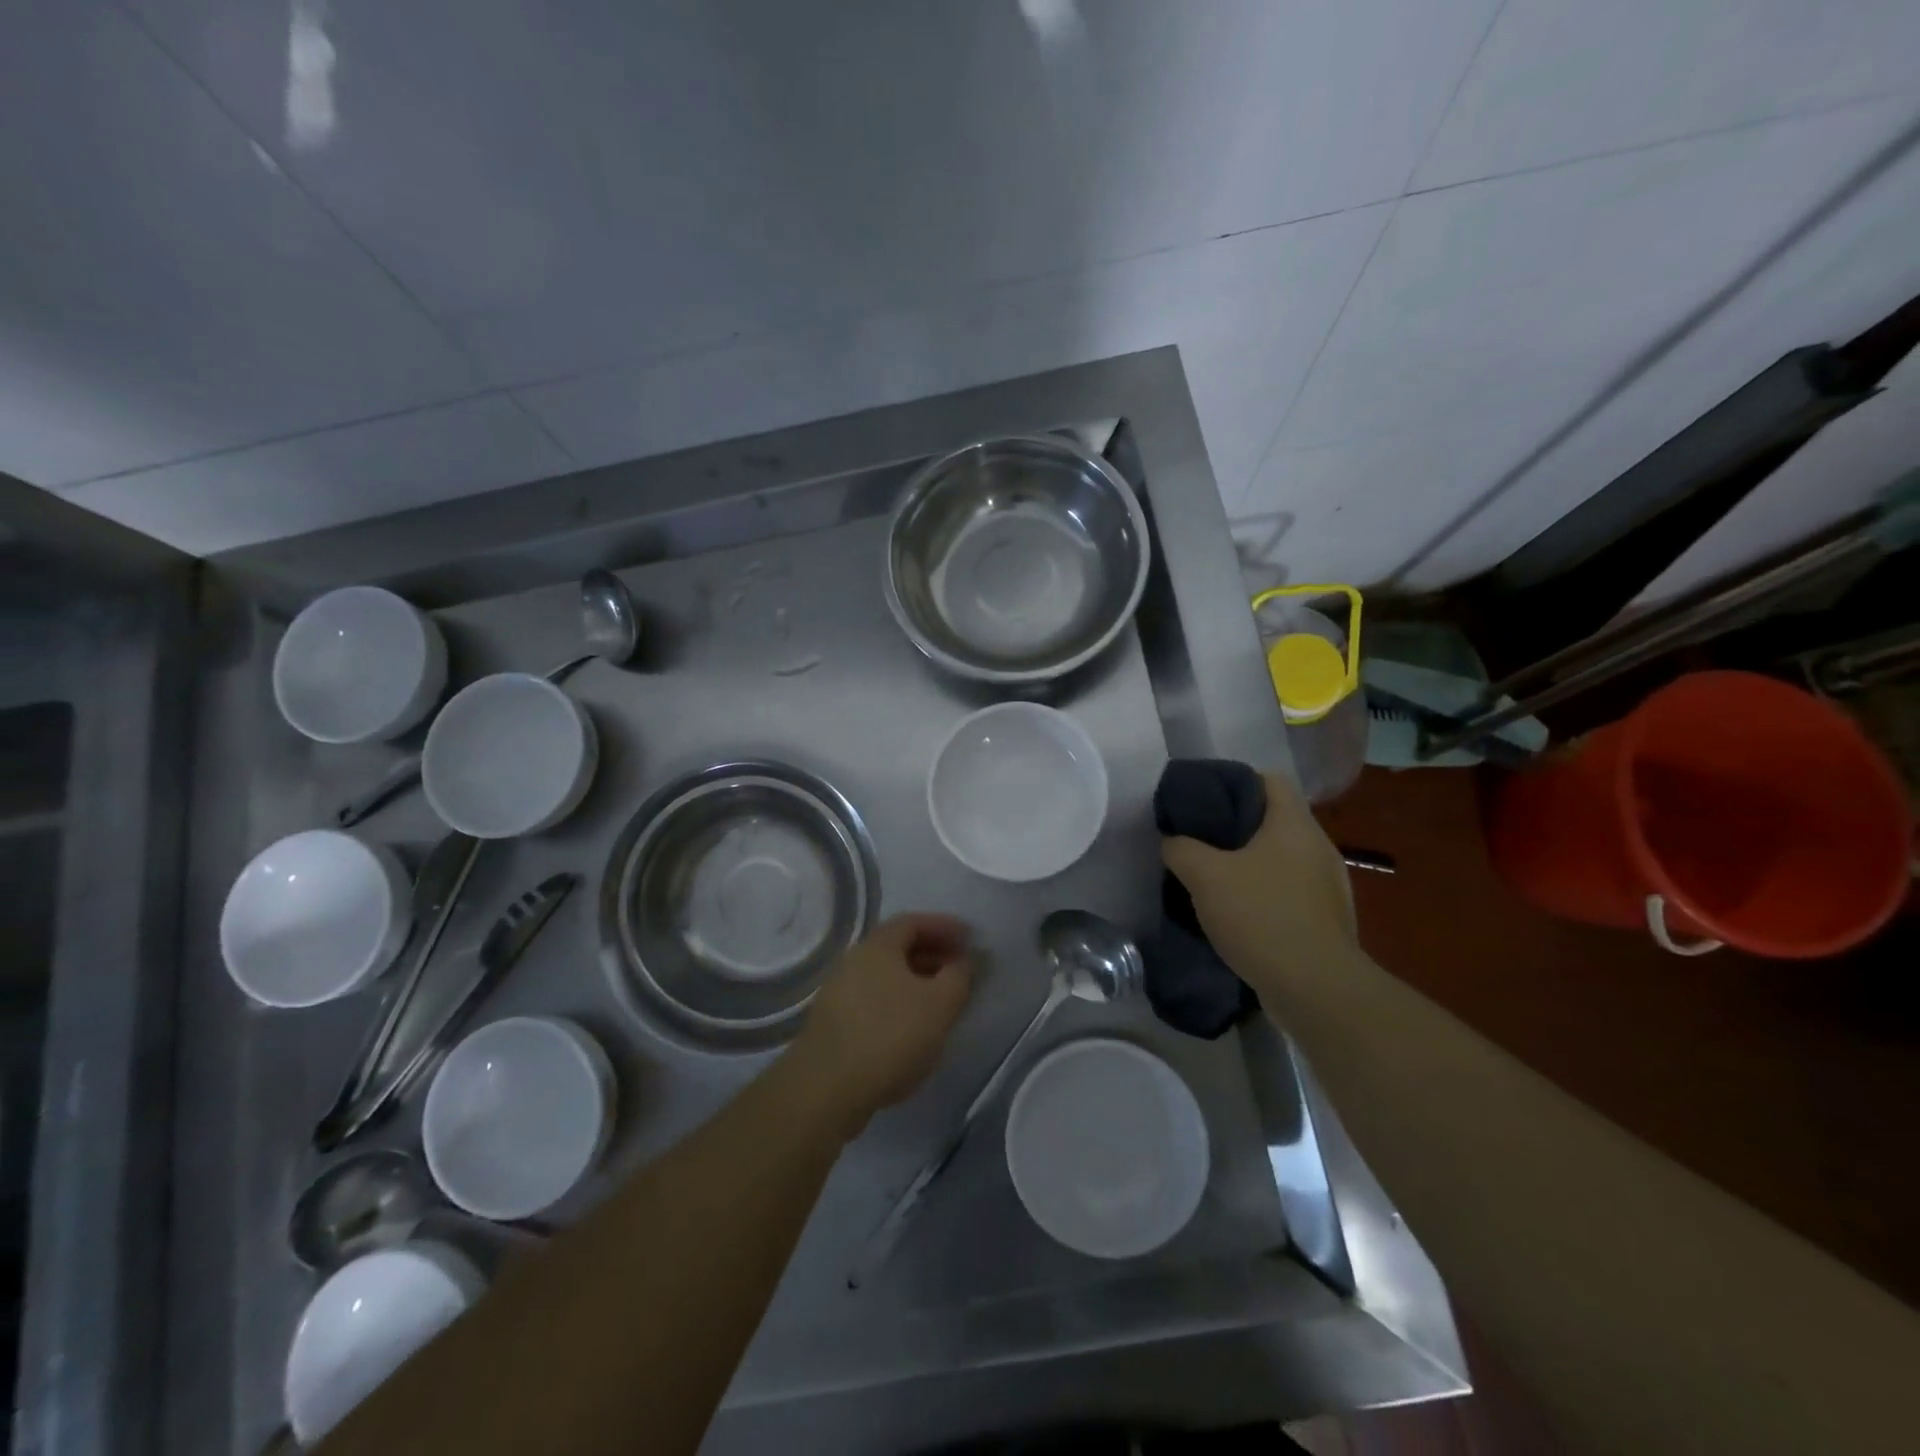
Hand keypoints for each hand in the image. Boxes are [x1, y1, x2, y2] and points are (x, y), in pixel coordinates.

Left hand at [790, 914, 974, 1134]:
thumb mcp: (940, 1004)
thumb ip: (959, 976)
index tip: (969, 939)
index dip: (945, 927)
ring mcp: (839, 993)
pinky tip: (913, 1029)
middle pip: (898, 948)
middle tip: (960, 970)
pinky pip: (875, 1000)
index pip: (914, 922)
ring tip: (942, 1002)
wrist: (827, 1089)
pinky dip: (899, 1004)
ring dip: (917, 982)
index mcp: (877, 946)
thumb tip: (962, 962)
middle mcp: (853, 961)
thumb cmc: (890, 1035)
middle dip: (933, 955)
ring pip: (886, 977)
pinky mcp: (834, 1024)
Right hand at [1161, 772, 1356, 995]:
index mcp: (1294, 824)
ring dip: (1252, 864)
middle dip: (1237, 828)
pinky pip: (1291, 891)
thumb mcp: (1205, 876)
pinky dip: (1266, 894)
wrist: (1315, 988)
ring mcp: (1329, 885)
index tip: (1204, 800)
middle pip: (1275, 820)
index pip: (1268, 779)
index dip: (1234, 782)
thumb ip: (1182, 849)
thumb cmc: (1261, 916)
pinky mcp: (1328, 919)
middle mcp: (1318, 847)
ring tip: (1216, 879)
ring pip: (1282, 858)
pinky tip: (1241, 914)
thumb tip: (1173, 841)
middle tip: (1200, 841)